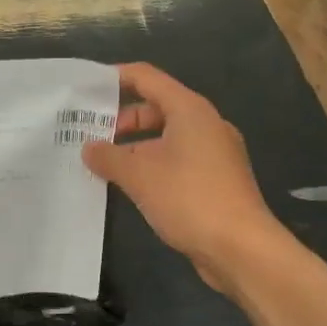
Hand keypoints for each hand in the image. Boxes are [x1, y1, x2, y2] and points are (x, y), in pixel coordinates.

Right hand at [83, 64, 283, 293]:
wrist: (240, 247)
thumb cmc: (189, 199)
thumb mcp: (139, 176)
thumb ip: (108, 157)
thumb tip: (88, 149)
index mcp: (190, 110)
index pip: (146, 78)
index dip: (115, 78)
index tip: (85, 89)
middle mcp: (205, 124)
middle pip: (156, 107)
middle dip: (121, 120)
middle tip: (89, 136)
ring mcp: (214, 153)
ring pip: (166, 137)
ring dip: (135, 147)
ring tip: (104, 164)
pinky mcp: (216, 179)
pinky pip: (177, 160)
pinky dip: (152, 165)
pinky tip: (131, 186)